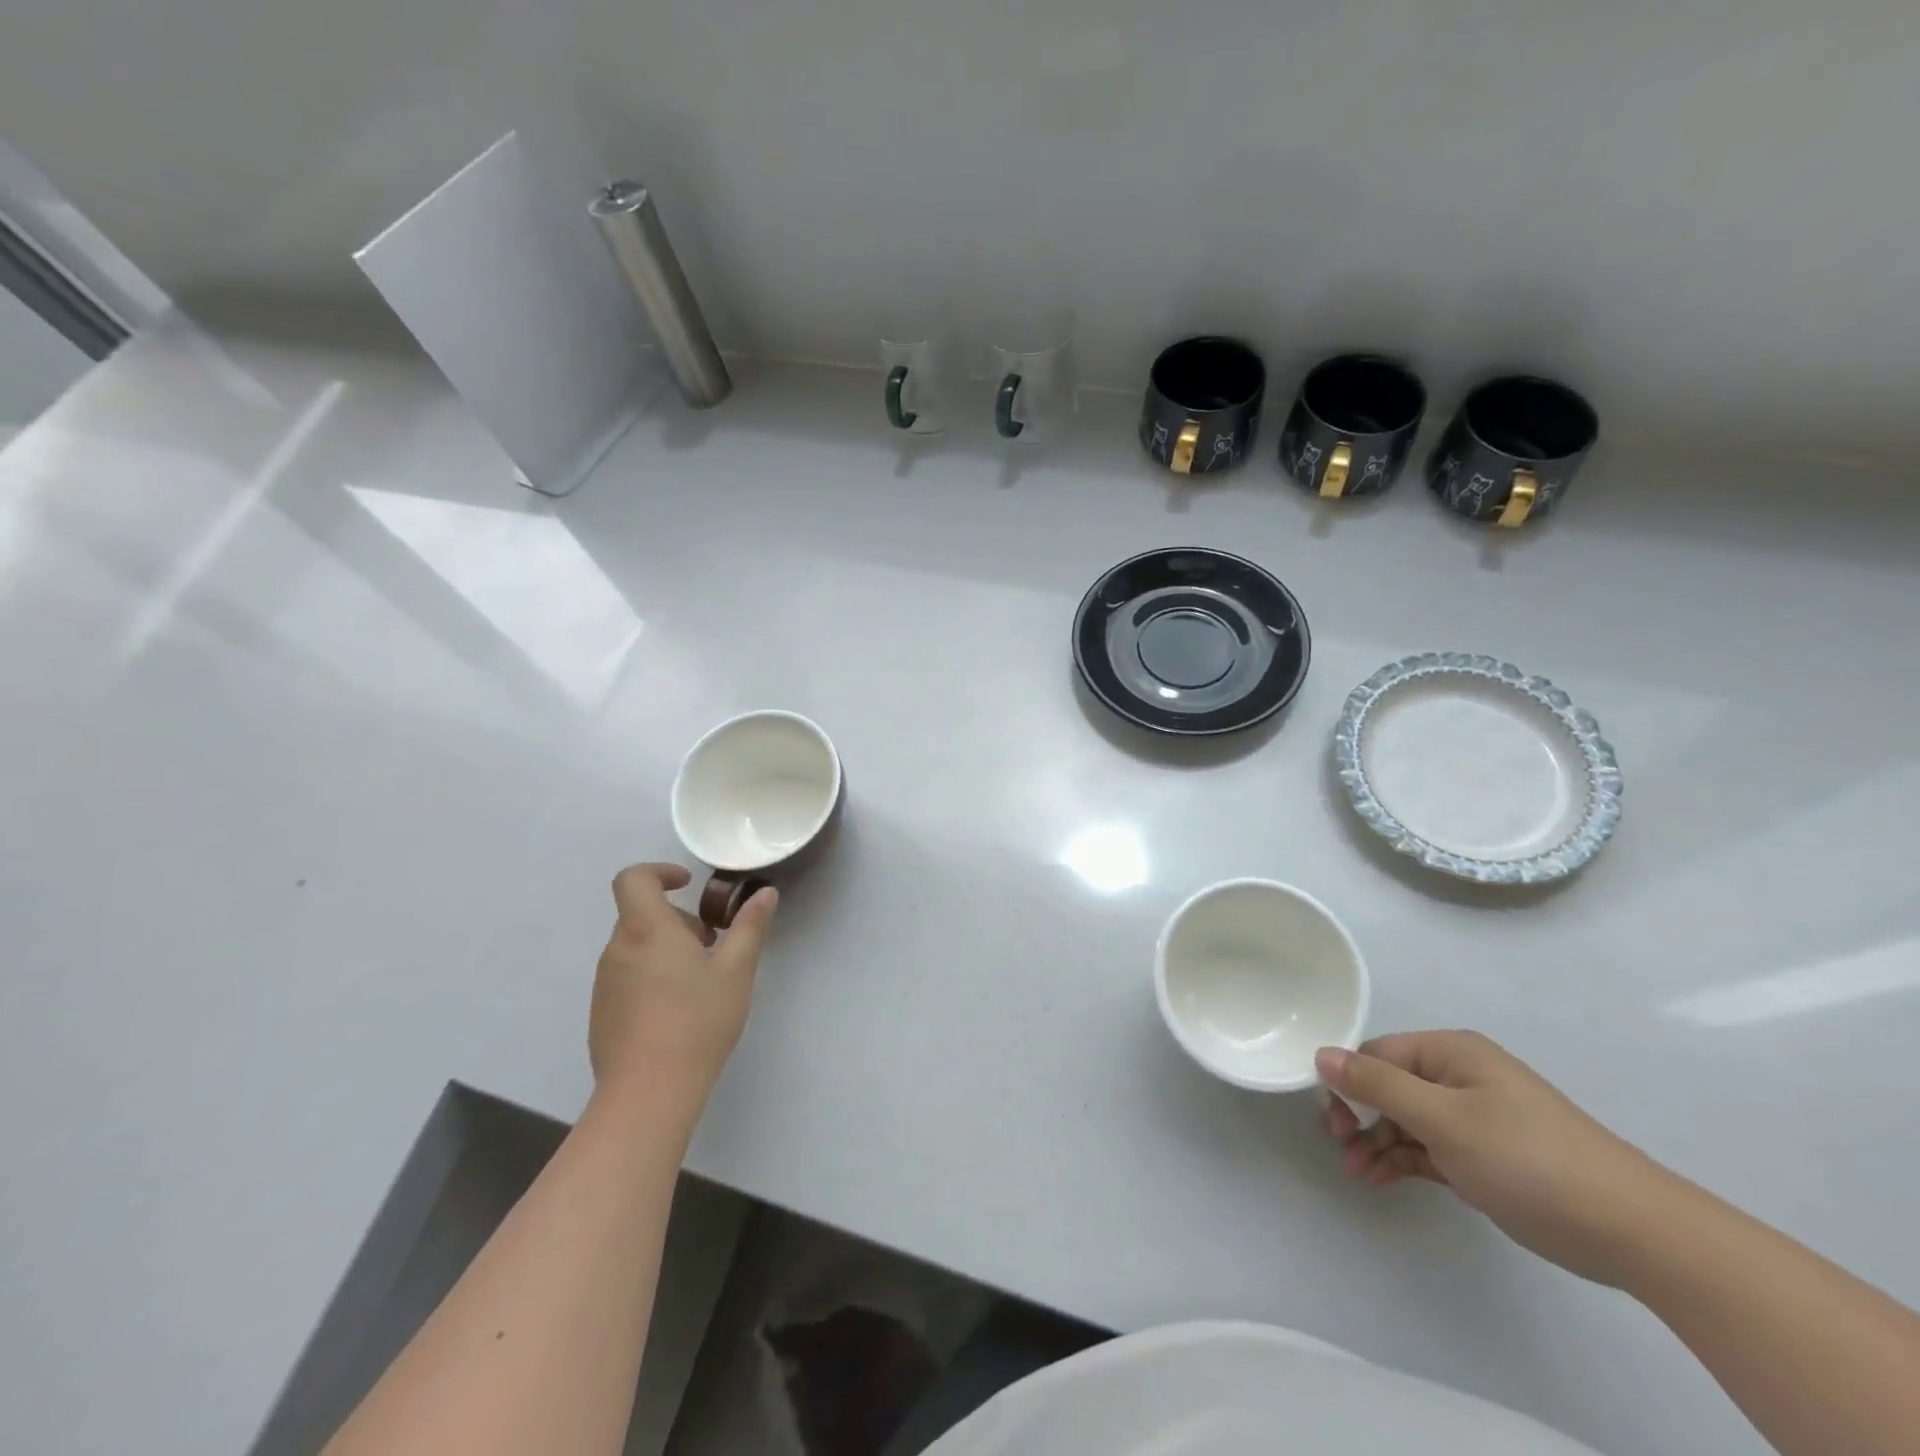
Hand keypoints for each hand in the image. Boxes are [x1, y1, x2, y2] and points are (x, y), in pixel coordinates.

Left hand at [589, 864, 776, 1108]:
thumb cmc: (697, 1021)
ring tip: (700, 982)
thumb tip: (765, 893)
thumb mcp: (736, 970)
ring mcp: (605, 984)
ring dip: (666, 949)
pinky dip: (652, 977)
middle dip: (678, 920)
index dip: (659, 872)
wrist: (648, 1094)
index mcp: (647, 929)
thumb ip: (750, 926)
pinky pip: (627, 978)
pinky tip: (678, 1013)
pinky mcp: (602, 1014)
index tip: (688, 884)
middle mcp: (618, 949)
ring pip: (636, 947)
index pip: (633, 878)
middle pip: (641, 915)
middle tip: (712, 946)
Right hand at [1317, 1031, 1671, 1286]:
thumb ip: (1378, 1085)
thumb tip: (1321, 1054)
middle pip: (1389, 1086)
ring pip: (1407, 1120)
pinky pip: (1430, 1146)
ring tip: (1359, 1174)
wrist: (1633, 1231)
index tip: (1334, 1124)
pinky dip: (1405, 1159)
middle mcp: (1460, 1075)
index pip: (1377, 1054)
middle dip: (1361, 1117)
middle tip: (1343, 1150)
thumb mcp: (1443, 1120)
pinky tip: (1384, 1178)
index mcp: (1450, 1052)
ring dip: (1379, 1143)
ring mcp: (1475, 1115)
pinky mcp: (1487, 1154)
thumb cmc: (1528, 1160)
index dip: (1349, 1085)